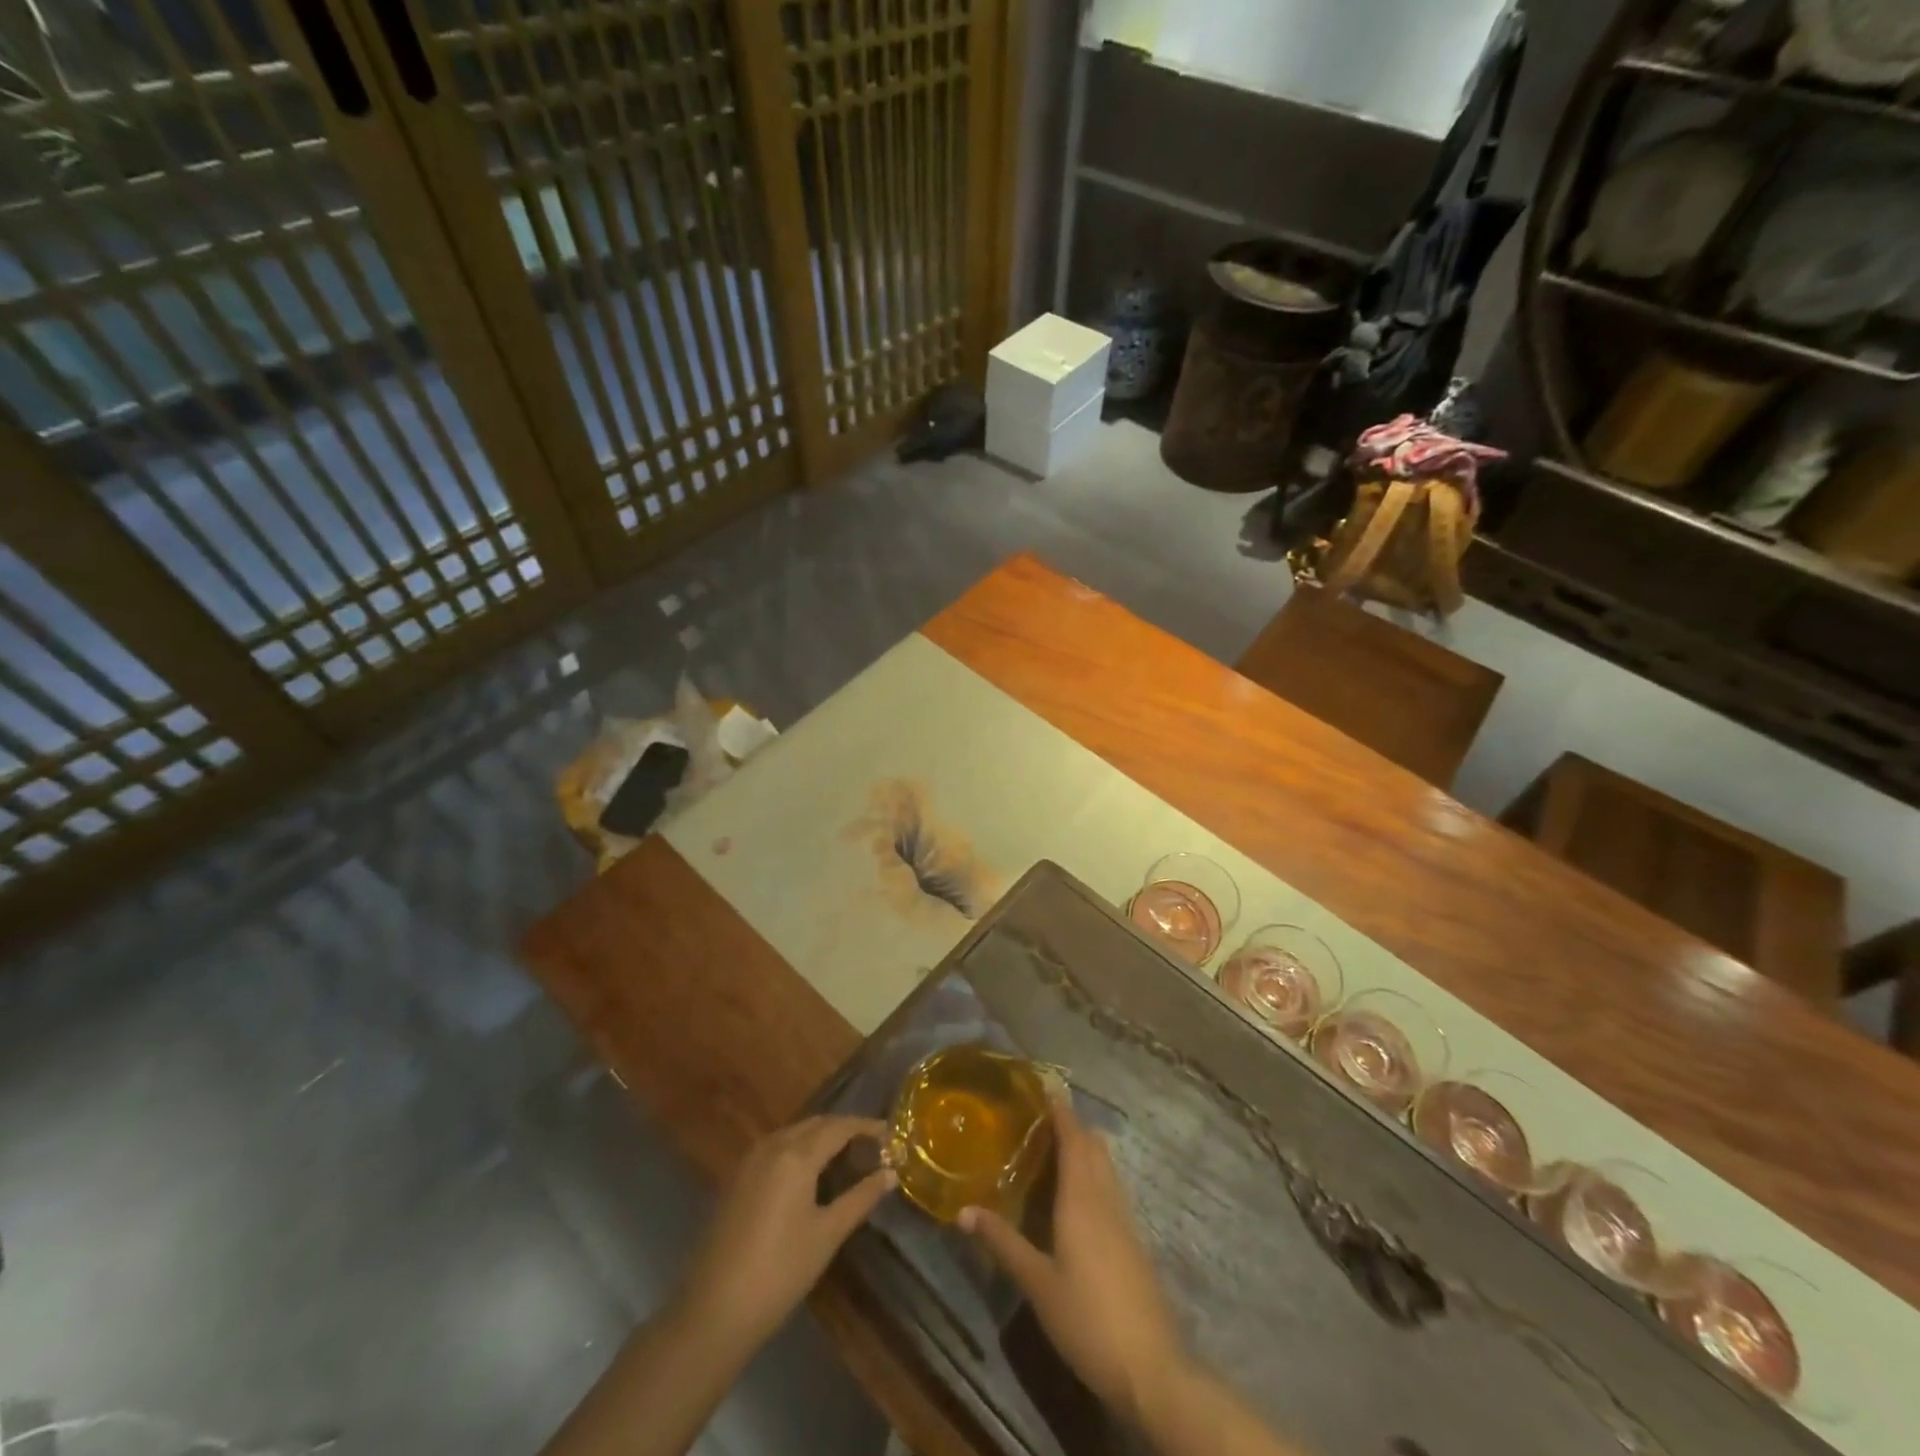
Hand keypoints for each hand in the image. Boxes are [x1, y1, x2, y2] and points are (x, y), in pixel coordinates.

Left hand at [676, 1115, 895, 1355]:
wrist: (713, 1311)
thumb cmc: (780, 1271)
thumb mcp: (827, 1234)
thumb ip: (861, 1198)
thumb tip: (891, 1173)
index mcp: (796, 1155)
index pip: (839, 1126)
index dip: (866, 1126)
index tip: (890, 1134)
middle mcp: (772, 1146)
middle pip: (815, 1124)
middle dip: (844, 1129)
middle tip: (871, 1146)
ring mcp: (749, 1161)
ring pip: (793, 1133)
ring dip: (820, 1137)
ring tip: (845, 1157)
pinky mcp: (736, 1180)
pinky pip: (775, 1148)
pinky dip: (798, 1149)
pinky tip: (809, 1175)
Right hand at [961, 1097, 1184, 1423]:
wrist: (1151, 1368)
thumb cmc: (1088, 1319)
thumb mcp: (1037, 1283)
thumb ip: (1002, 1243)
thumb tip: (961, 1211)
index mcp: (1082, 1198)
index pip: (1073, 1137)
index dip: (1059, 1108)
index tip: (1042, 1084)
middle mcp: (1106, 1197)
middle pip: (1092, 1144)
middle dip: (1070, 1123)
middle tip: (1037, 1115)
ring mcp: (1124, 1218)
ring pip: (1105, 1165)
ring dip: (1083, 1147)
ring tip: (1051, 1146)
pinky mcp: (1133, 1240)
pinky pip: (1111, 1187)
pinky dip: (1092, 1173)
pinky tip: (1075, 1194)